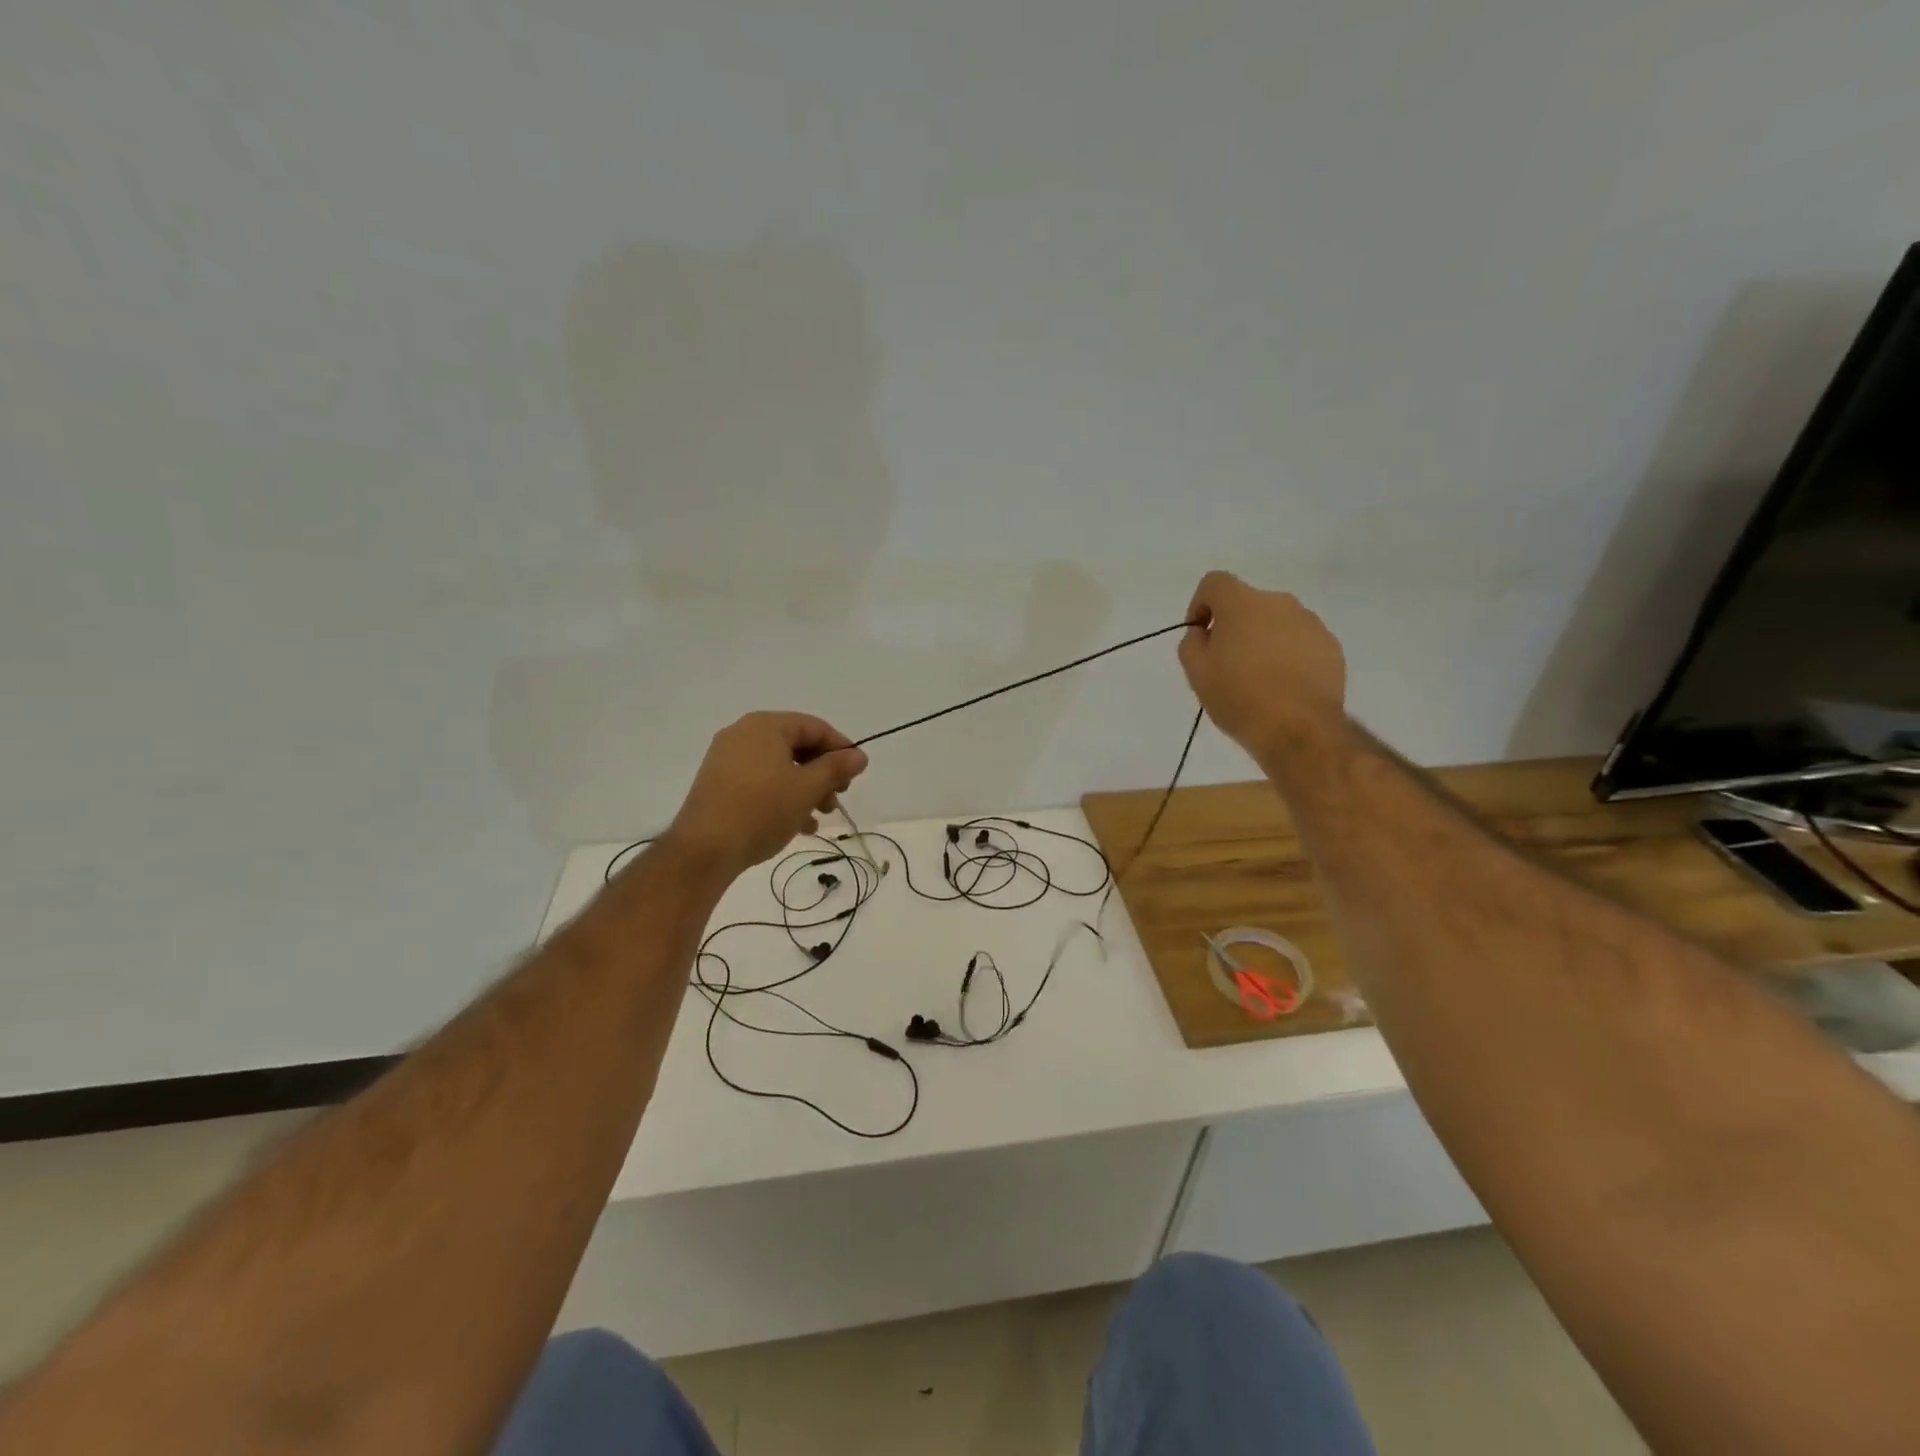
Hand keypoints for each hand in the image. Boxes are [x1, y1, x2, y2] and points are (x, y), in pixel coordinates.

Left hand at [666, 712, 869, 874]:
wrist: (704, 849)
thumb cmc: (762, 810)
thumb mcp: (807, 789)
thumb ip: (836, 768)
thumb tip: (859, 755)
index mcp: (765, 726)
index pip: (814, 727)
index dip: (840, 748)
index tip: (857, 773)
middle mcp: (743, 734)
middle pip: (796, 746)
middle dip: (822, 773)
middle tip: (838, 797)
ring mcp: (727, 759)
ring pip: (779, 767)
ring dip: (805, 788)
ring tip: (820, 816)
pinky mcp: (718, 784)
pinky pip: (760, 781)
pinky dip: (782, 796)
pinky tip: (797, 825)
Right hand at [1178, 571, 1346, 754]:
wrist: (1298, 728)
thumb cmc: (1239, 697)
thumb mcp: (1197, 672)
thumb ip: (1193, 642)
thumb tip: (1204, 632)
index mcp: (1243, 603)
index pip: (1215, 582)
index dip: (1201, 604)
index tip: (1201, 635)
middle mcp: (1279, 603)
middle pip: (1248, 603)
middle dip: (1234, 626)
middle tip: (1226, 663)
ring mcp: (1310, 623)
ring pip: (1276, 623)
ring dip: (1263, 640)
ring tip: (1258, 678)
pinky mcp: (1331, 647)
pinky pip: (1300, 642)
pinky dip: (1288, 655)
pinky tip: (1283, 686)